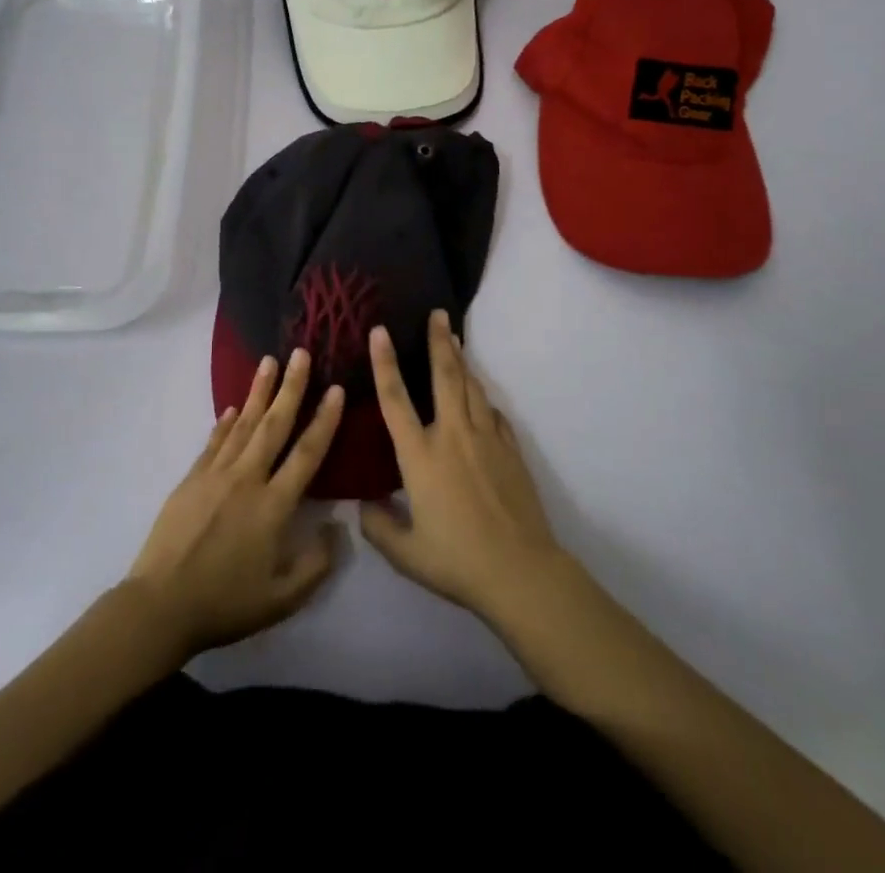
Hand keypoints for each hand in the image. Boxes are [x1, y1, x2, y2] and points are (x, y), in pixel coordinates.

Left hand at [126, 348, 344, 657]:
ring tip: (269, 361)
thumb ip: (315, 564)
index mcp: (273, 506)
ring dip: (258, 392)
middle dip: (291, 387)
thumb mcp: (281, 599)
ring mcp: (215, 475)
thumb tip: (336, 528)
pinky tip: (232, 408)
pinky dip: (226, 423)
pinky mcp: (191, 479)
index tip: (336, 389)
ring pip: (243, 424)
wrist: (161, 605)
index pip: (307, 454)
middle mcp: (247, 479)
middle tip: (300, 352)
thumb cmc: (225, 604)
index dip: (324, 420)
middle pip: (274, 425)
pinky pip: (214, 443)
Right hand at [359, 311, 566, 622]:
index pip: (395, 399)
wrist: (520, 571)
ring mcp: (486, 439)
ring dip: (462, 361)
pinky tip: (482, 399)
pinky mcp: (510, 450)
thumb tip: (365, 505)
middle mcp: (452, 435)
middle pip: (445, 376)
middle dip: (440, 341)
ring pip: (472, 388)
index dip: (384, 362)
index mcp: (420, 455)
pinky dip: (484, 399)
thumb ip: (379, 526)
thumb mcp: (406, 553)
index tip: (380, 331)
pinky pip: (494, 413)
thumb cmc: (457, 560)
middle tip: (438, 313)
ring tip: (456, 340)